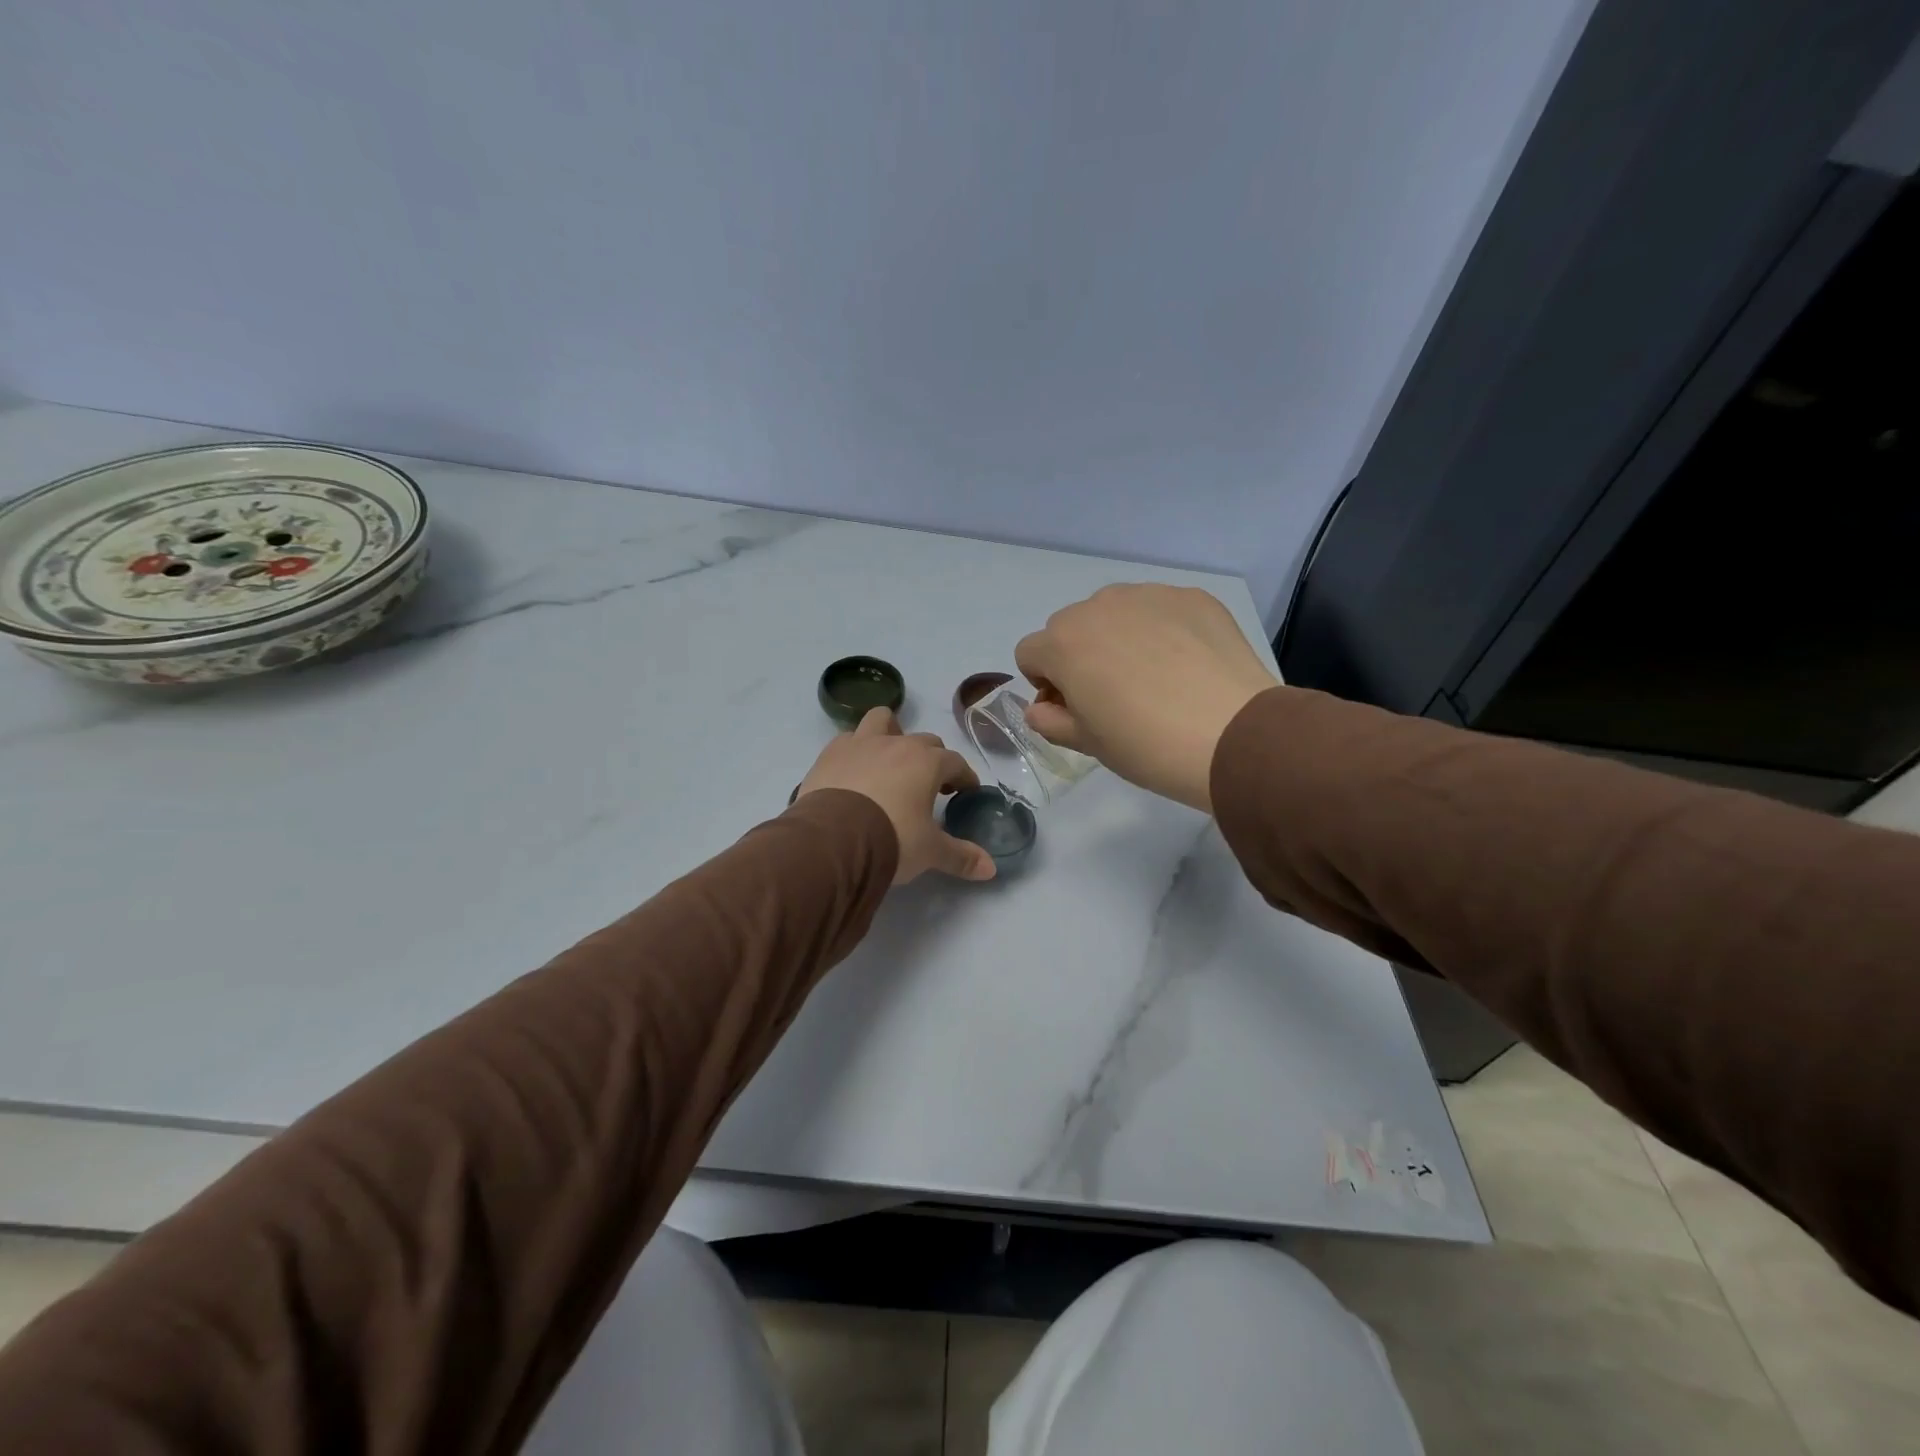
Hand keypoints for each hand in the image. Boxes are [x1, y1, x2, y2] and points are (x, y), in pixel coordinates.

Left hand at [796, 708, 996, 882]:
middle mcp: (897, 744)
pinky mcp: (829, 754)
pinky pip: (848, 740)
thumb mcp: (930, 852)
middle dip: (932, 758)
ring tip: (890, 760)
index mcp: (927, 762)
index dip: (964, 776)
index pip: (955, 762)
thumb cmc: (892, 839)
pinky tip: (855, 770)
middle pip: (924, 740)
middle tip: (931, 784)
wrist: (832, 840)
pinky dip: (856, 750)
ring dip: (892, 734)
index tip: (966, 790)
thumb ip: (960, 856)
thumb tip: (990, 869)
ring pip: (882, 721)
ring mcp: (860, 744)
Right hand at [1015, 584, 1278, 812]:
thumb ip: (1050, 721)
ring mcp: (1149, 595)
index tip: (1074, 708)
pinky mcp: (1192, 597)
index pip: (1030, 653)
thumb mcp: (1088, 744)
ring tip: (1154, 676)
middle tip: (1114, 694)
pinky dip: (1162, 630)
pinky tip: (1187, 664)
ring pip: (1115, 611)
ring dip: (1118, 636)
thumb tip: (1042, 709)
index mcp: (1062, 643)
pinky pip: (1160, 609)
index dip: (1046, 683)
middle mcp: (1098, 606)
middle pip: (1070, 627)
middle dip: (1079, 655)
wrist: (1233, 735)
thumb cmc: (1146, 746)